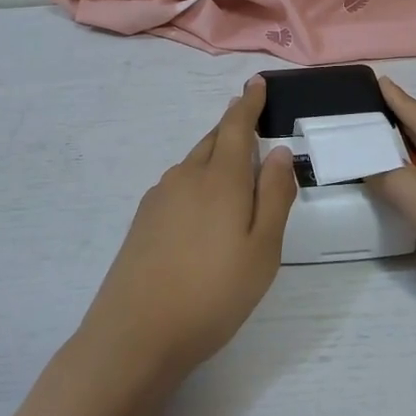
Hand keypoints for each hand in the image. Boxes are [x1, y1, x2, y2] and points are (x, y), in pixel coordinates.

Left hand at [80, 77, 297, 383]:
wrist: (136, 332)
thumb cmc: (213, 293)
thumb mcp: (262, 250)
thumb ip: (274, 197)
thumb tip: (279, 151)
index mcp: (220, 180)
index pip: (236, 127)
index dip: (248, 104)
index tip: (255, 84)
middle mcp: (186, 178)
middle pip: (212, 141)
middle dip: (232, 127)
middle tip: (249, 119)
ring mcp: (159, 198)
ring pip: (193, 163)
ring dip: (214, 155)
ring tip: (232, 165)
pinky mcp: (143, 220)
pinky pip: (178, 185)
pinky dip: (197, 180)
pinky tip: (202, 206)